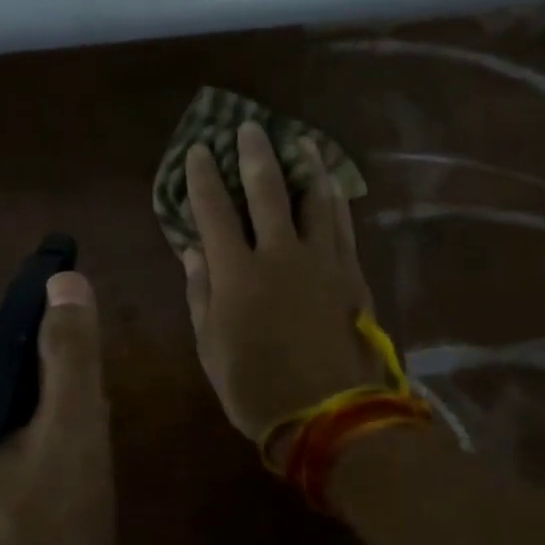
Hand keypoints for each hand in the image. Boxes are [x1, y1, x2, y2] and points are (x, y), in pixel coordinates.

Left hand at [0, 271, 113, 544]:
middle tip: (84, 459)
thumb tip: (62, 281)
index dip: (55, 366)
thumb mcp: (72, 438)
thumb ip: (68, 354)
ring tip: (66, 500)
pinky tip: (33, 533)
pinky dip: (4, 490)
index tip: (87, 406)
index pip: (2, 347)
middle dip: (44, 414)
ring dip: (28, 452)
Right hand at [181, 123, 384, 457]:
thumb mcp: (211, 349)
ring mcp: (321, 261)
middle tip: (248, 127)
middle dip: (254, 154)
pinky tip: (332, 186)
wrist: (332, 417)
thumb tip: (192, 250)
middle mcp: (279, 254)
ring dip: (305, 166)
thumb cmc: (258, 389)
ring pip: (314, 199)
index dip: (203, 177)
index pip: (213, 211)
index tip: (198, 150)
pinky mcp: (351, 273)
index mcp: (237, 274)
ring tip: (300, 143)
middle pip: (267, 190)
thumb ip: (201, 294)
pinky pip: (342, 225)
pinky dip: (335, 200)